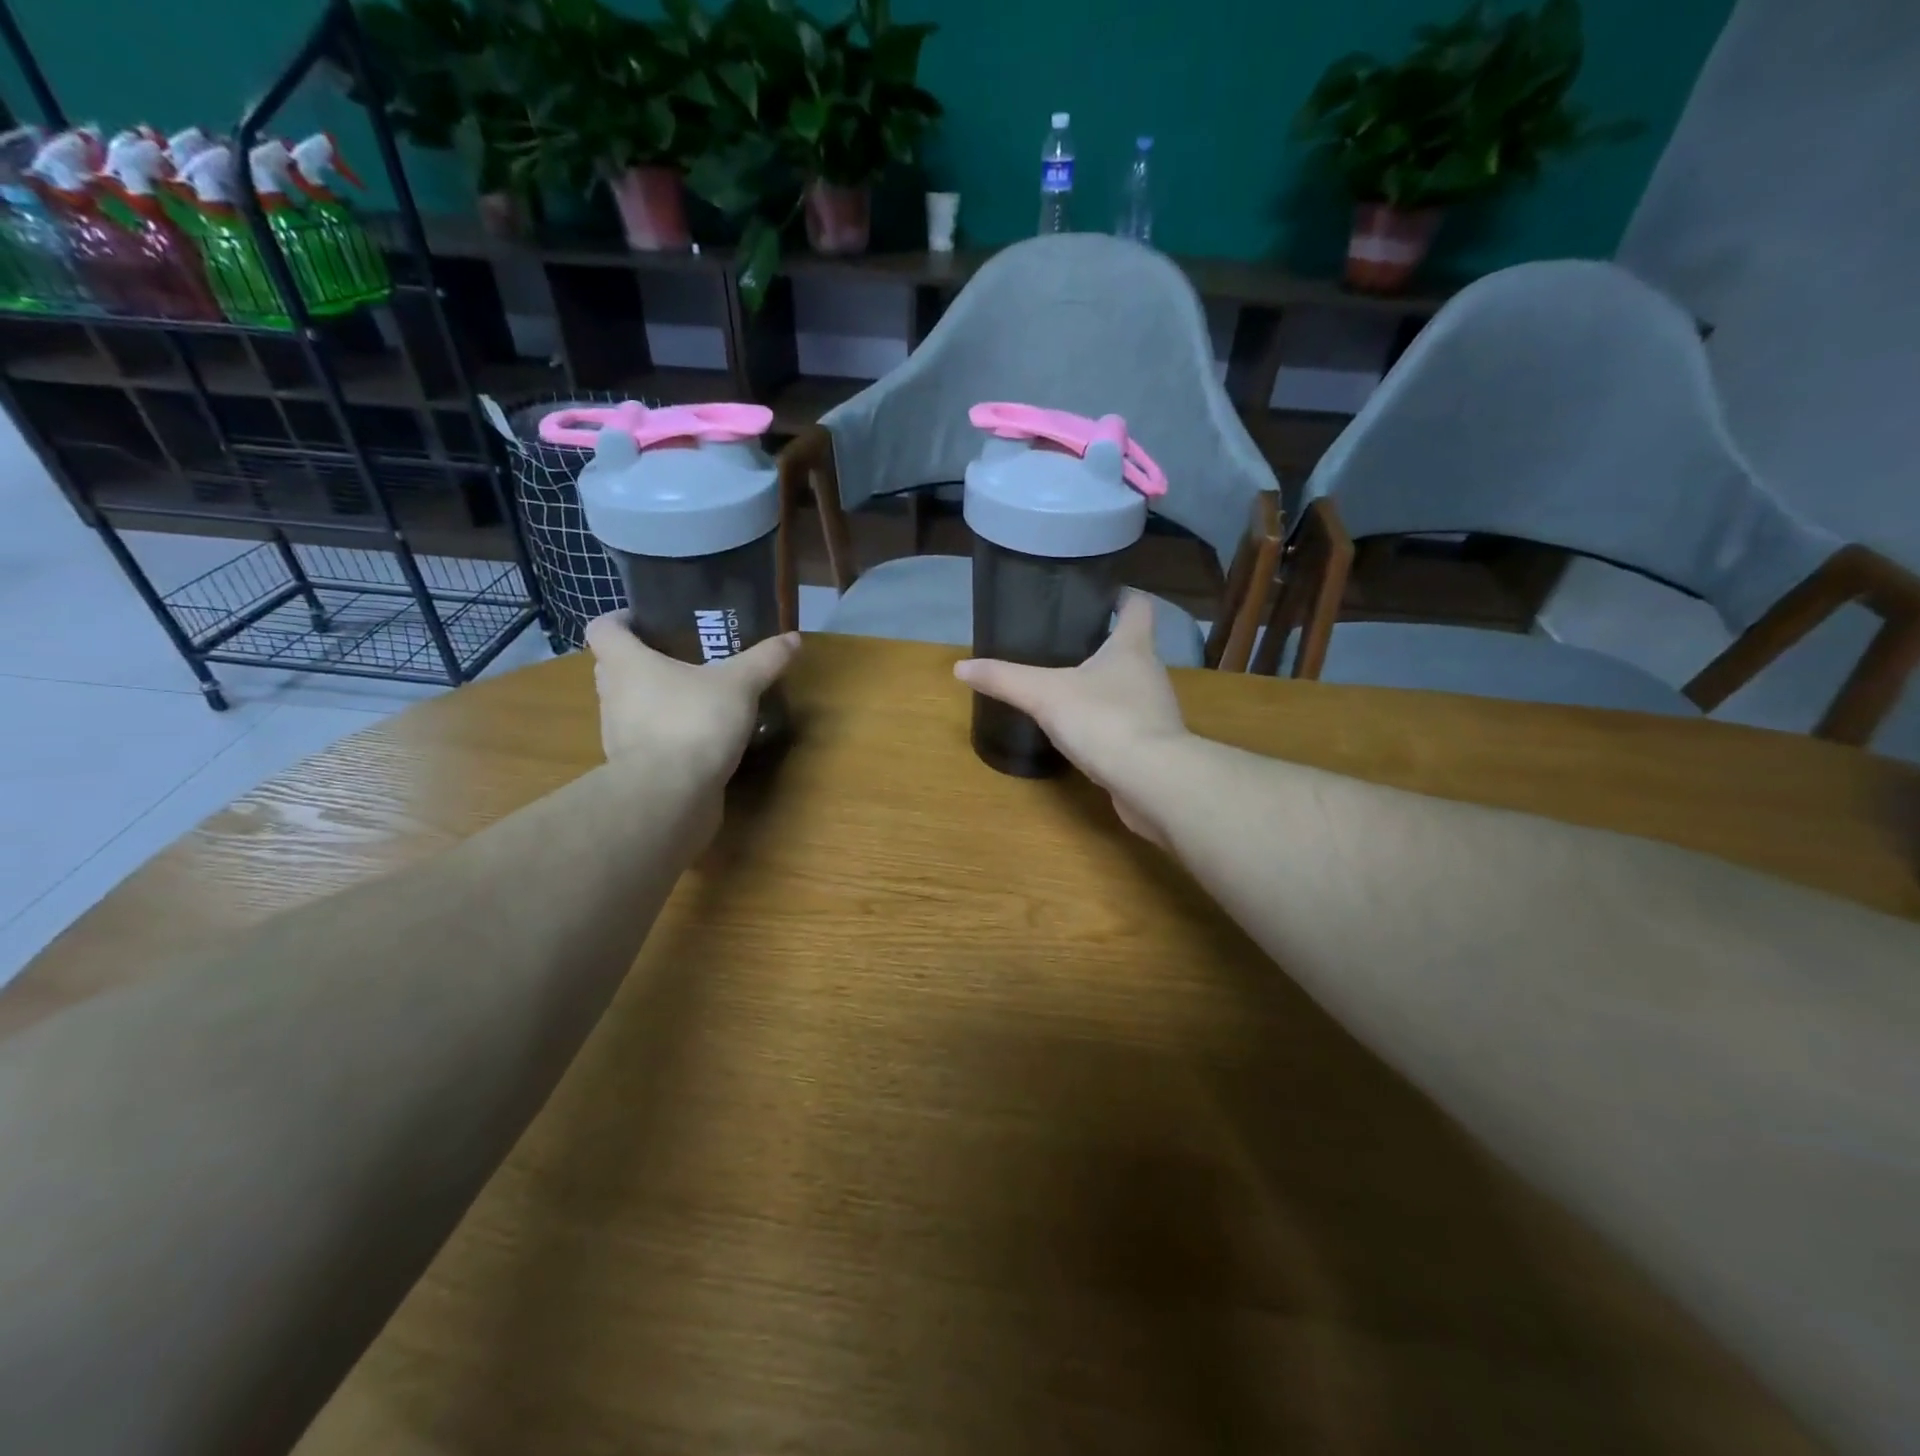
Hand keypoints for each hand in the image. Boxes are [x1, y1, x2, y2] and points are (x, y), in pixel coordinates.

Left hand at [584, 613, 799, 783]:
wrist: (671, 795)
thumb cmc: (694, 723)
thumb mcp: (740, 685)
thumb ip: (765, 660)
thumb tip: (793, 638)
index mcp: (626, 663)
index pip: (603, 629)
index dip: (621, 620)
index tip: (647, 621)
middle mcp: (612, 695)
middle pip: (614, 666)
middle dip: (642, 660)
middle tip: (680, 656)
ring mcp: (618, 734)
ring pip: (629, 704)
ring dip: (653, 698)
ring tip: (694, 697)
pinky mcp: (633, 767)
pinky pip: (645, 739)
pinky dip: (664, 733)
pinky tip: (698, 737)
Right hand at [955, 593, 1189, 844]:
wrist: (1151, 780)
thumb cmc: (1103, 720)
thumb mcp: (1044, 695)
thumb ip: (1005, 679)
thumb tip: (960, 667)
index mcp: (1132, 647)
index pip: (1137, 606)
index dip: (1121, 595)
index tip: (1099, 594)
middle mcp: (1151, 673)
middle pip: (1132, 647)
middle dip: (1103, 644)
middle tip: (1065, 643)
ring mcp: (1156, 711)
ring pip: (1130, 687)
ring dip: (1105, 685)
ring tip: (1069, 687)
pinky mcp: (1154, 745)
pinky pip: (1128, 723)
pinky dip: (1108, 721)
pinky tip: (1083, 732)